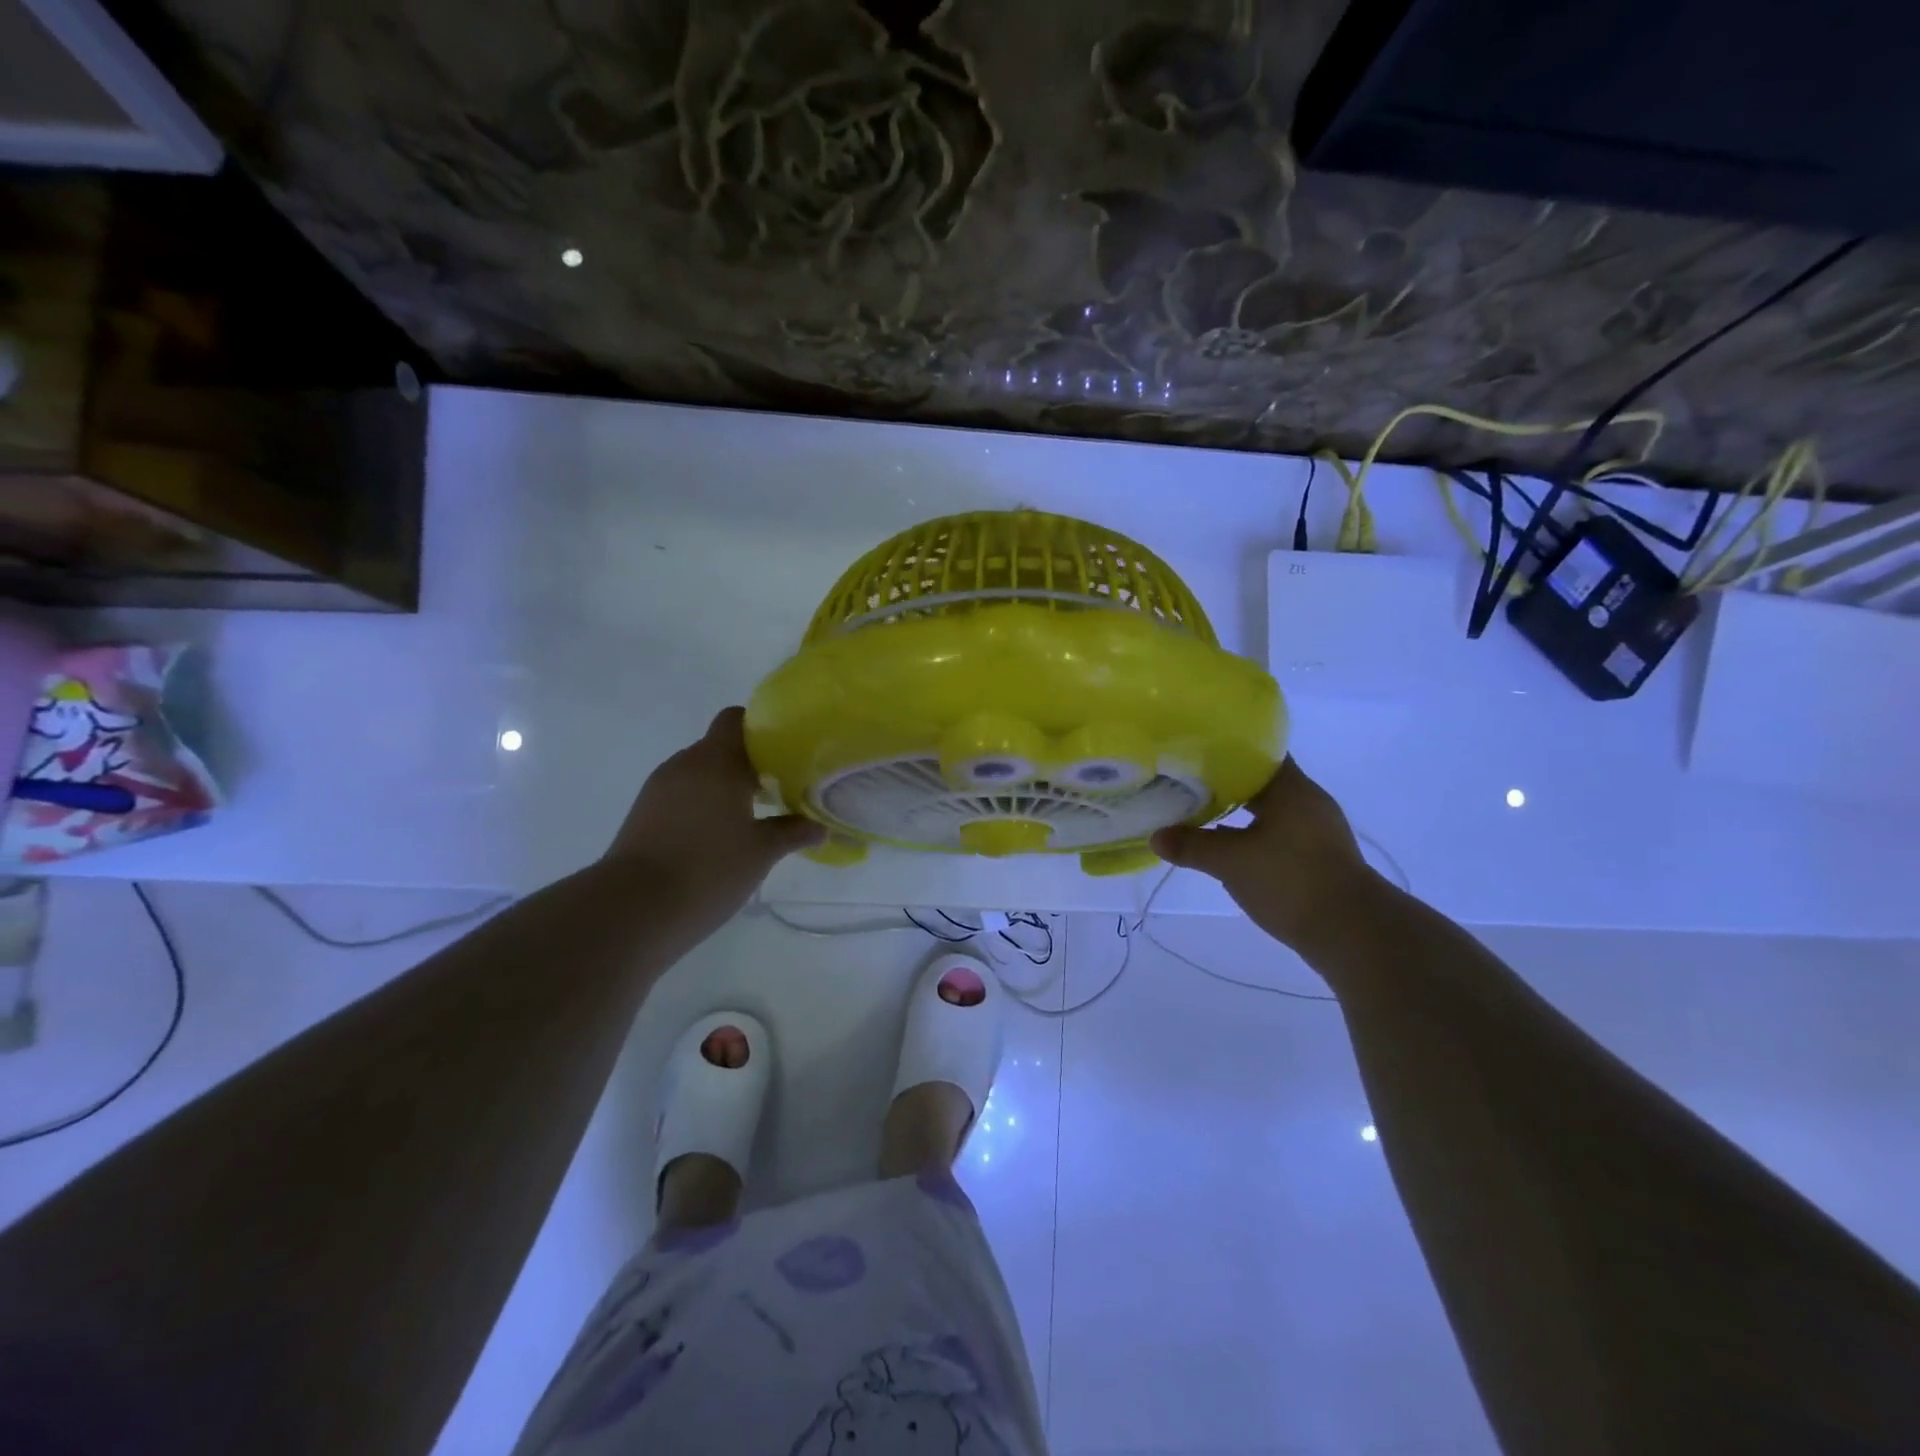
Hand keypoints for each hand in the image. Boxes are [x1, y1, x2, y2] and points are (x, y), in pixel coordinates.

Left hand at [603, 707, 823, 938]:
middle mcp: (684, 764)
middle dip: (749, 765)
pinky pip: (681, 796)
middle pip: (719, 748)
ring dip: (724, 788)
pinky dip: (702, 806)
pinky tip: (719, 837)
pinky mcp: (643, 814)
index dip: (760, 729)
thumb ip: (792, 833)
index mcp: (716, 761)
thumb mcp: (761, 852)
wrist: (633, 909)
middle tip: (779, 790)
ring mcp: (658, 789)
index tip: (785, 752)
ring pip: (699, 774)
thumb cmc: (708, 869)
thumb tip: (818, 827)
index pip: (736, 719)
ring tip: (752, 817)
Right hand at [1150, 758, 1383, 952]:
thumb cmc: (1291, 881)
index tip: (1192, 750)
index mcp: (1292, 788)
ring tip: (1199, 810)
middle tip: (1185, 780)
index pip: (1258, 752)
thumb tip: (1156, 836)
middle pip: (1260, 780)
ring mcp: (1316, 830)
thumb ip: (1191, 846)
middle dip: (1224, 781)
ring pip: (1268, 808)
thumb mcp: (1231, 862)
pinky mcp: (1317, 857)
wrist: (1353, 933)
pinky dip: (1251, 833)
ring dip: (1238, 810)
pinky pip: (1276, 832)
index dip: (1224, 749)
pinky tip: (1226, 845)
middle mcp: (1307, 801)